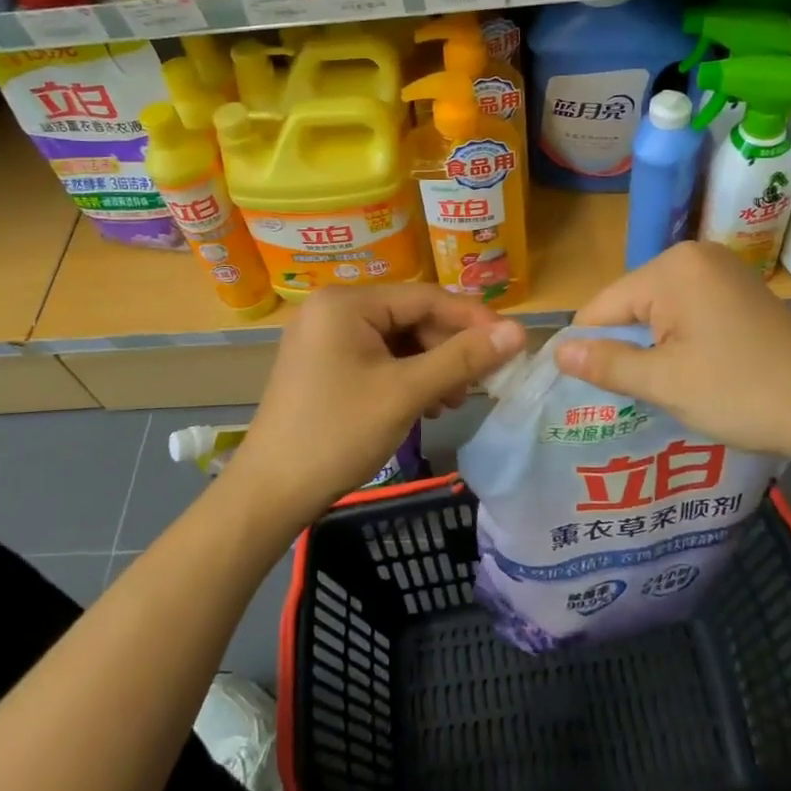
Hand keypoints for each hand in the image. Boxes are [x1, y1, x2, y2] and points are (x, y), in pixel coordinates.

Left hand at [222, 285, 525, 531]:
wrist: (271, 493)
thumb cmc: (338, 434)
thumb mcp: (406, 393)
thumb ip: (463, 359)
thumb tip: (518, 332)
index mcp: (346, 303)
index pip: (425, 297)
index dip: (473, 319)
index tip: (512, 343)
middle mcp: (333, 310)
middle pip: (411, 317)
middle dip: (449, 349)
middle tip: (480, 384)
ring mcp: (325, 338)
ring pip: (398, 340)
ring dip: (432, 367)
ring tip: (452, 402)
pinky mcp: (324, 365)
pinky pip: (379, 359)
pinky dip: (407, 378)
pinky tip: (426, 405)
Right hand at [554, 242, 790, 468]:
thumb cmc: (742, 393)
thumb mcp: (664, 383)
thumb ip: (606, 364)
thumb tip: (558, 353)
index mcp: (673, 268)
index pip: (603, 306)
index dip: (588, 348)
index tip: (586, 390)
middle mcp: (696, 257)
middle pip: (630, 304)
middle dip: (624, 346)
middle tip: (627, 396)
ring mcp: (722, 271)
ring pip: (658, 310)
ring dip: (652, 346)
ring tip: (656, 388)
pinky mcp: (740, 291)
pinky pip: (688, 311)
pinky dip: (679, 340)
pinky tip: (688, 372)